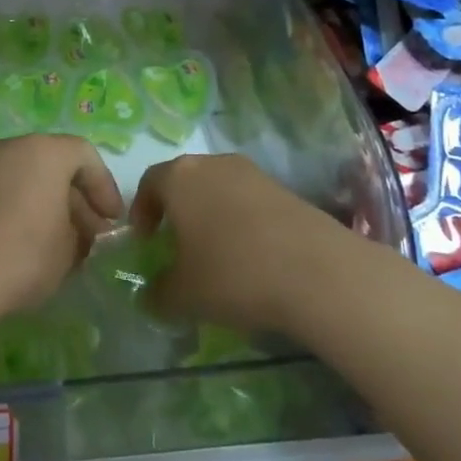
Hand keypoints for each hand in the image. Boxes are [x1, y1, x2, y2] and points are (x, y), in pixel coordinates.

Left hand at [0, 135, 123, 332]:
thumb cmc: (21, 254)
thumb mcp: (68, 251)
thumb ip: (82, 235)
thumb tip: (79, 233)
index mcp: (44, 151)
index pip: (85, 156)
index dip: (105, 188)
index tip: (112, 222)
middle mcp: (10, 149)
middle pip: (53, 165)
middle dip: (76, 200)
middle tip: (88, 237)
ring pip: (25, 180)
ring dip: (46, 207)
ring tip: (58, 248)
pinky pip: (1, 194)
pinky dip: (19, 212)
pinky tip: (23, 249)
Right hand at [131, 153, 348, 337]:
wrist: (318, 272)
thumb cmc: (233, 273)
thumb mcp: (184, 295)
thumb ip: (158, 293)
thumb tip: (150, 296)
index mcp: (179, 177)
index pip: (149, 182)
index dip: (142, 210)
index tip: (145, 240)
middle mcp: (213, 164)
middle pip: (185, 181)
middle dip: (177, 211)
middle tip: (177, 245)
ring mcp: (253, 173)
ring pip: (219, 189)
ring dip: (211, 215)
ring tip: (216, 253)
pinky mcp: (286, 189)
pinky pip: (249, 201)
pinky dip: (241, 222)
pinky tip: (251, 256)